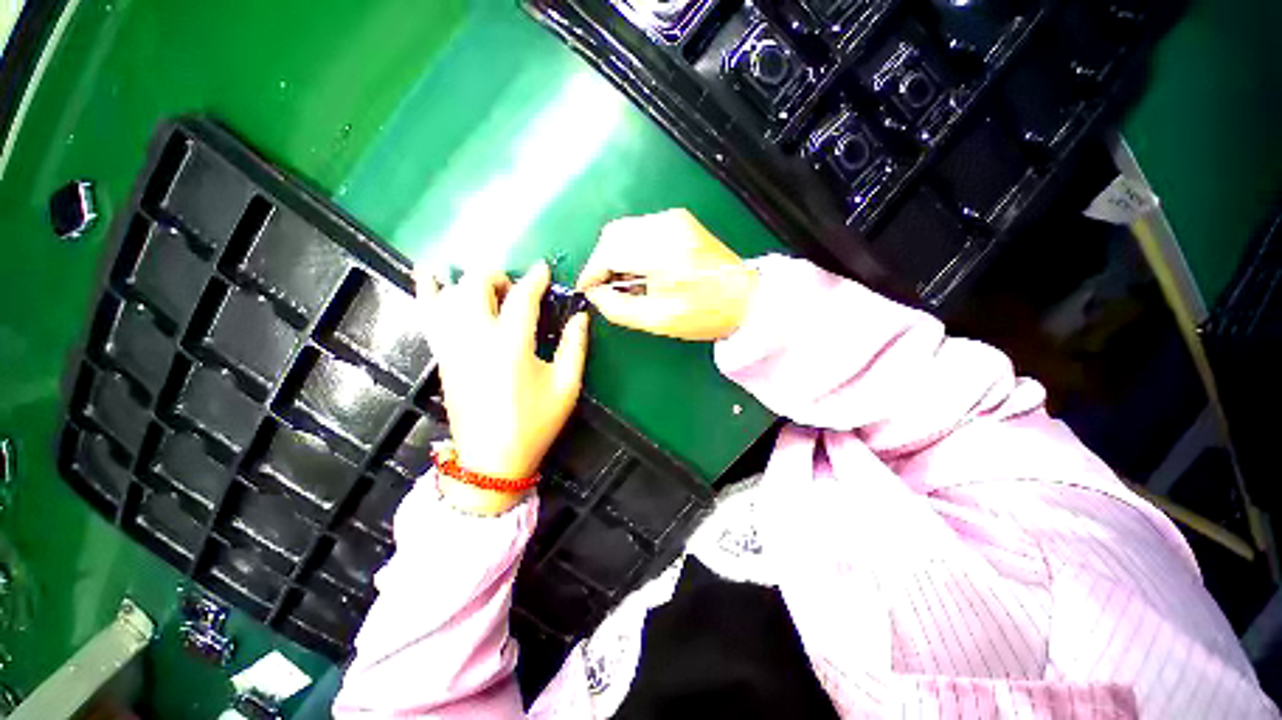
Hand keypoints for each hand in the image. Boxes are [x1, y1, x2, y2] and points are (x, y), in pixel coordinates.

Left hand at [420, 261, 588, 514]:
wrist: (491, 461)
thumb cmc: (534, 423)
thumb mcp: (567, 386)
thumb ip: (576, 347)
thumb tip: (581, 316)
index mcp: (512, 345)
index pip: (522, 297)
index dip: (535, 279)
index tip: (543, 269)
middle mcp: (476, 338)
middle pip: (478, 285)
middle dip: (499, 276)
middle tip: (516, 290)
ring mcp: (453, 346)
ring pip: (451, 294)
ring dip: (470, 282)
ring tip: (489, 288)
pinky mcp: (442, 356)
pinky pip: (428, 316)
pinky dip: (427, 291)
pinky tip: (428, 274)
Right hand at [576, 209, 757, 340]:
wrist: (747, 299)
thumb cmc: (705, 314)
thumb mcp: (658, 320)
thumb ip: (618, 308)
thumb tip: (593, 294)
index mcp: (662, 250)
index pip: (609, 251)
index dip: (592, 272)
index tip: (586, 291)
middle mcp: (665, 224)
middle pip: (613, 234)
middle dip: (601, 261)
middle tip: (604, 288)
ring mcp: (674, 219)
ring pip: (625, 230)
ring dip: (615, 254)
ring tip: (624, 282)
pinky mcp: (680, 221)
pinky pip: (641, 229)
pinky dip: (631, 247)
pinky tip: (640, 269)